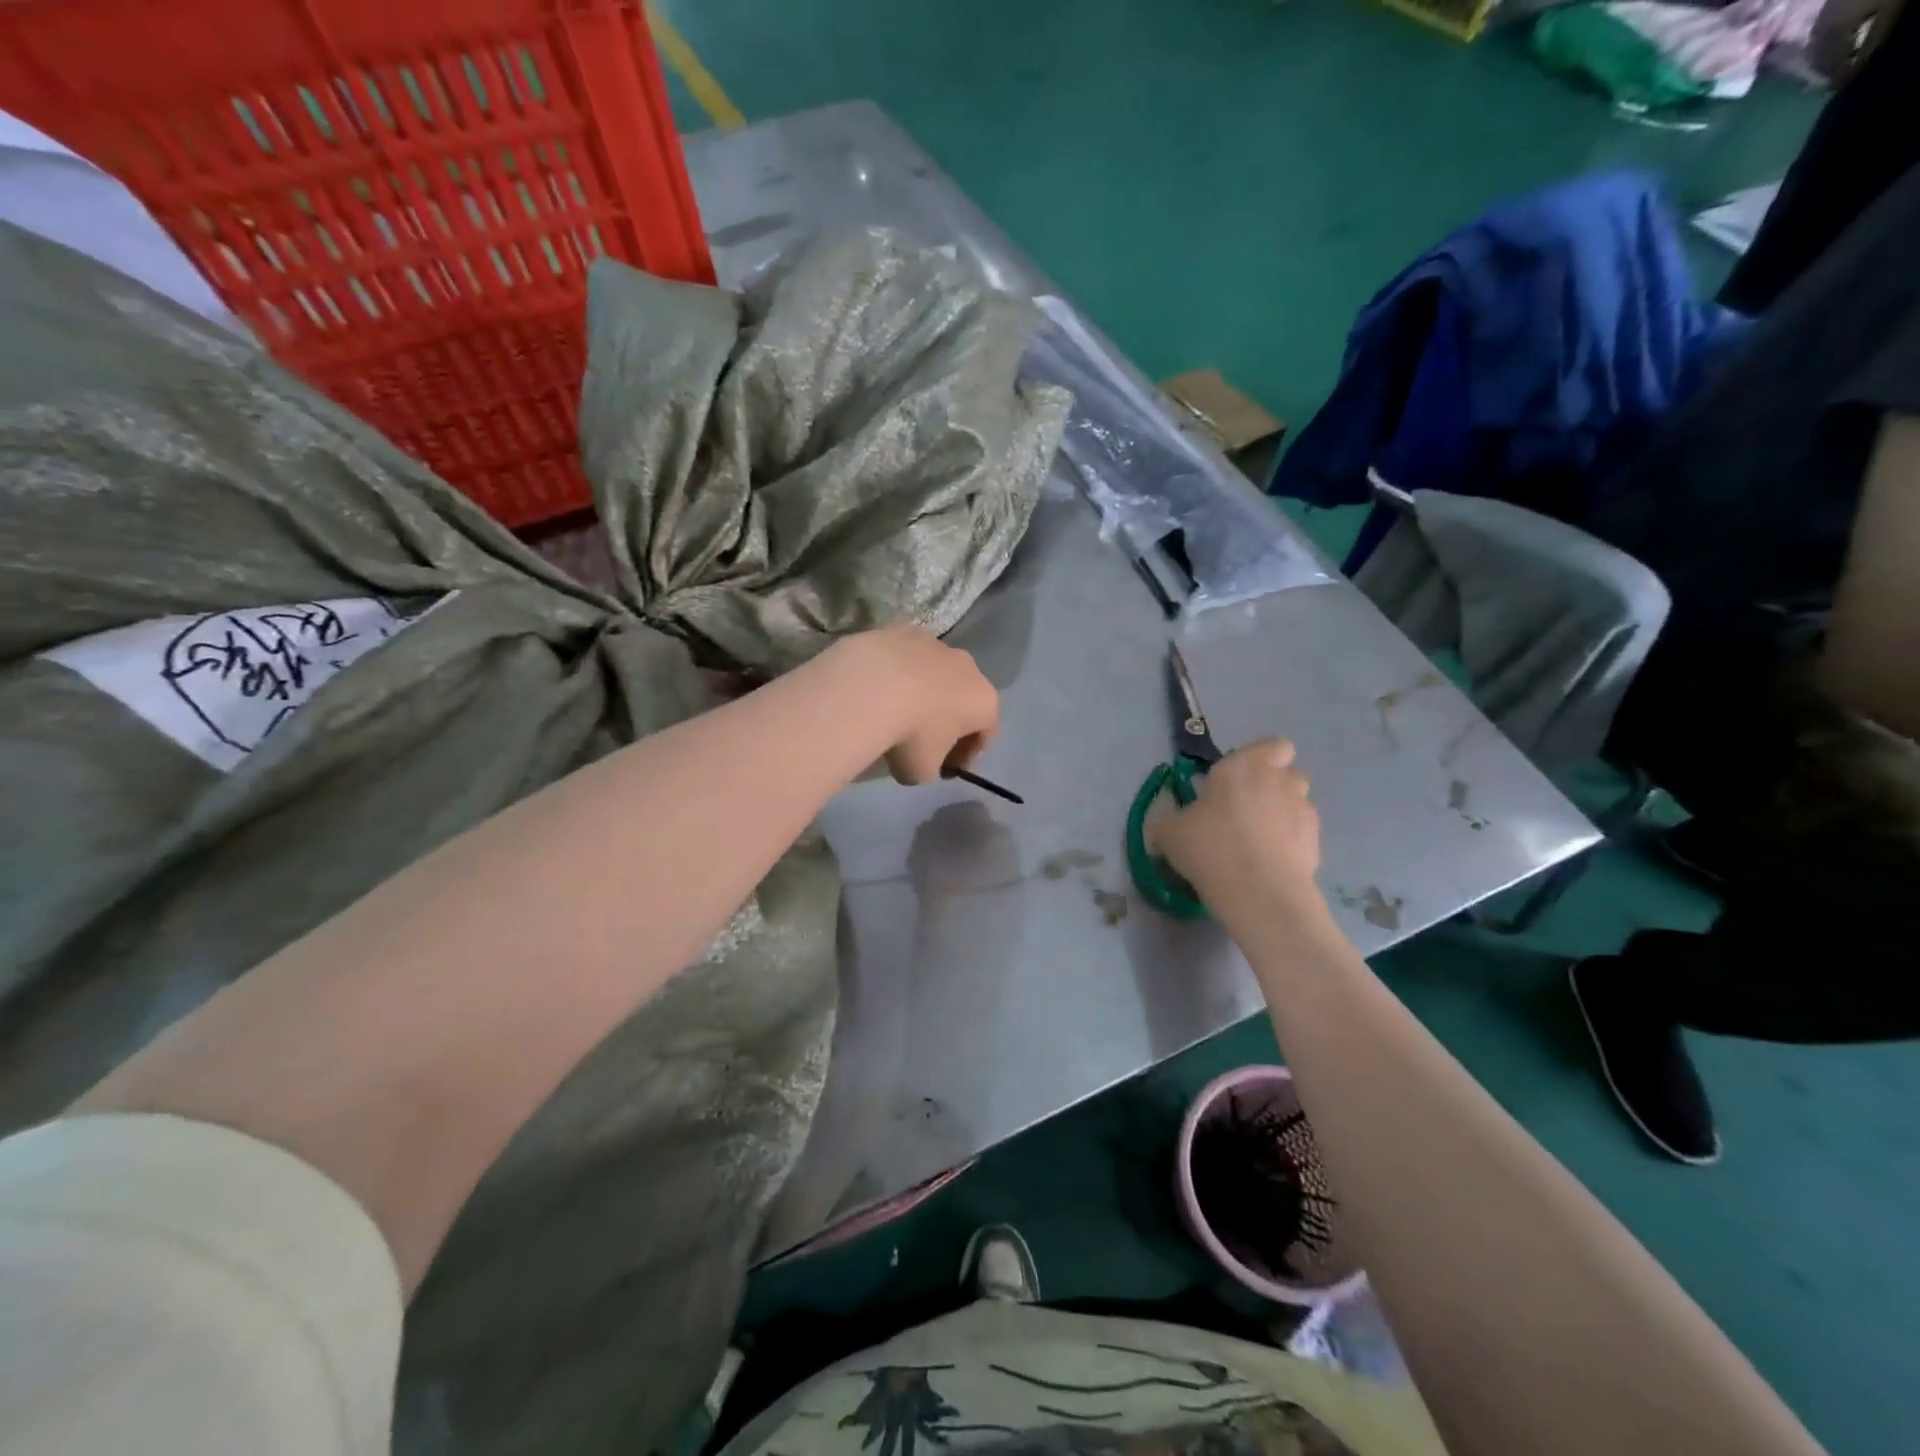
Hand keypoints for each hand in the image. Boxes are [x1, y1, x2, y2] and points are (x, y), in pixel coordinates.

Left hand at [839, 625, 999, 784]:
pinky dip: (897, 672)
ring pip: (935, 673)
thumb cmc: (910, 737)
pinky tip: (877, 689)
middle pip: (963, 697)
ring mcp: (937, 643)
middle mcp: (969, 667)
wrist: (871, 687)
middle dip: (948, 718)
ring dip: (923, 691)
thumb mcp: (923, 771)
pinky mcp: (903, 630)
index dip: (966, 755)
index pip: (985, 733)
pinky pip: (906, 658)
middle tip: (922, 740)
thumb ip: (931, 767)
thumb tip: (923, 761)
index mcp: (984, 701)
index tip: (945, 769)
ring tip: (895, 710)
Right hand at [1154, 738, 1325, 917]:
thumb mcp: (1169, 833)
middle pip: (1288, 772)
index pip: (1271, 745)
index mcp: (1243, 766)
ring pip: (1299, 802)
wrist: (1258, 891)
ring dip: (1284, 813)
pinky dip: (1292, 843)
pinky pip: (1303, 834)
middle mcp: (1279, 780)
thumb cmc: (1209, 847)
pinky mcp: (1318, 842)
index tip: (1237, 780)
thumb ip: (1171, 819)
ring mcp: (1303, 810)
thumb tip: (1172, 822)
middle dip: (1274, 786)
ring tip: (1260, 840)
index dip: (1260, 759)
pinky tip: (1271, 863)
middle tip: (1247, 810)